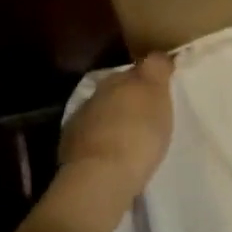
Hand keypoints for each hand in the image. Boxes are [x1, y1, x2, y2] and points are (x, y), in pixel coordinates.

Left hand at [59, 53, 175, 193]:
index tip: (160, 87)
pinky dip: (100, 139)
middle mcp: (98, 92)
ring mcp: (81, 117)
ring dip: (113, 118)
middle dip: (130, 97)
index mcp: (120, 78)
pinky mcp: (71, 144)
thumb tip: (156, 57)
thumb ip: (156, 72)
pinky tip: (110, 153)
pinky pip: (90, 134)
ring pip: (102, 110)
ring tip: (128, 136)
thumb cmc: (139, 134)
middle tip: (146, 113)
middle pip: (117, 88)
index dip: (150, 76)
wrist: (102, 175)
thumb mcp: (158, 97)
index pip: (138, 69)